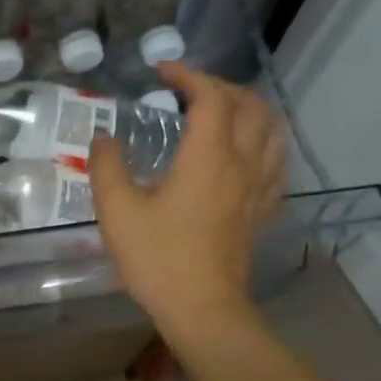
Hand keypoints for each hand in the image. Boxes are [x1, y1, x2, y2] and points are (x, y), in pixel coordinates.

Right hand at [88, 61, 286, 347]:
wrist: (203, 310)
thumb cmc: (158, 258)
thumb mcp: (117, 211)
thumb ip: (107, 167)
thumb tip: (104, 139)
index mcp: (208, 156)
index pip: (211, 96)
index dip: (188, 75)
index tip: (161, 71)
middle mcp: (242, 163)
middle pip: (249, 105)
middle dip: (219, 86)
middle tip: (187, 90)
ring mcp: (259, 188)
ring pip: (271, 130)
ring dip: (248, 108)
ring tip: (221, 110)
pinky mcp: (262, 210)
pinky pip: (276, 161)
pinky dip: (263, 141)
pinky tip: (245, 151)